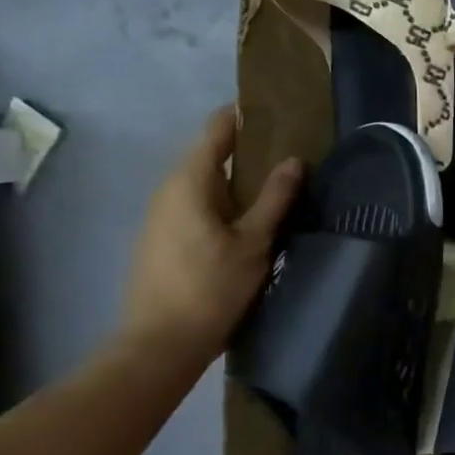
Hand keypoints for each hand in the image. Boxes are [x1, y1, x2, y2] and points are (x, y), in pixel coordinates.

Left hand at [119, 107, 301, 361]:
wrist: (160, 344)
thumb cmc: (210, 288)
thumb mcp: (254, 242)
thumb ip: (275, 198)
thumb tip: (294, 160)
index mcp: (188, 183)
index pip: (216, 131)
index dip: (243, 116)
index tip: (276, 109)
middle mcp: (168, 191)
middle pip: (209, 155)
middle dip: (247, 148)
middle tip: (289, 148)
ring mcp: (161, 217)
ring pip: (204, 183)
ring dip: (237, 178)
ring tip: (277, 181)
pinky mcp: (163, 240)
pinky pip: (197, 204)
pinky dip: (224, 200)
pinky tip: (250, 217)